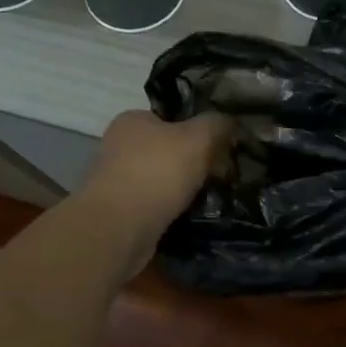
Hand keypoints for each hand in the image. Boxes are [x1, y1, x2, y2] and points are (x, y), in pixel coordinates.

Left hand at [77, 110, 233, 246]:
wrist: (118, 229)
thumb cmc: (157, 172)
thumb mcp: (199, 138)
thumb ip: (217, 124)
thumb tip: (230, 122)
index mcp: (132, 119)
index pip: (170, 117)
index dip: (197, 129)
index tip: (218, 146)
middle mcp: (118, 145)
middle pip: (166, 149)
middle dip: (191, 162)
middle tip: (218, 174)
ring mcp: (114, 180)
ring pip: (160, 179)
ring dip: (180, 189)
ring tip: (208, 198)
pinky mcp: (116, 212)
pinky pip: (152, 205)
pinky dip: (169, 210)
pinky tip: (187, 217)